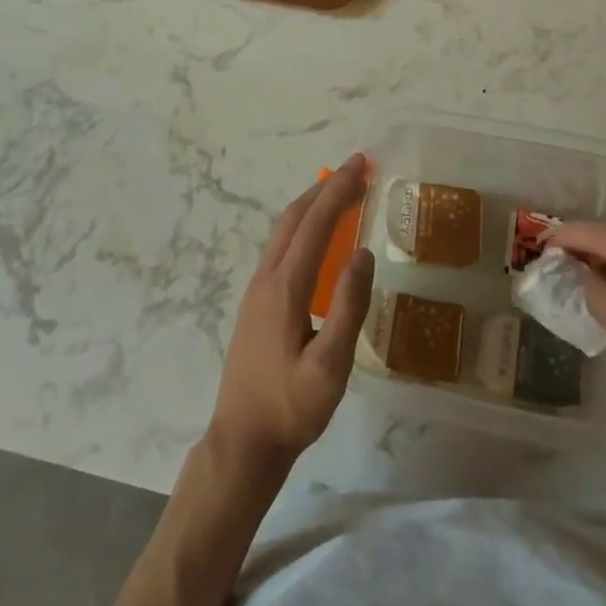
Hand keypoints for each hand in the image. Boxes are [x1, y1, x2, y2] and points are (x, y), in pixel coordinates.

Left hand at [209, 155, 375, 472]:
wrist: (242, 441)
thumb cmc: (290, 408)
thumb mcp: (330, 366)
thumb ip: (347, 308)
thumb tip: (363, 254)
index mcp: (285, 287)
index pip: (315, 224)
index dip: (339, 191)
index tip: (362, 164)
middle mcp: (267, 279)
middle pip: (294, 218)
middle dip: (325, 188)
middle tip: (357, 169)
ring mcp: (257, 290)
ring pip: (283, 231)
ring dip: (312, 205)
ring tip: (342, 193)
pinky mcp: (256, 304)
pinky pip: (281, 248)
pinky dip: (303, 227)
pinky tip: (318, 239)